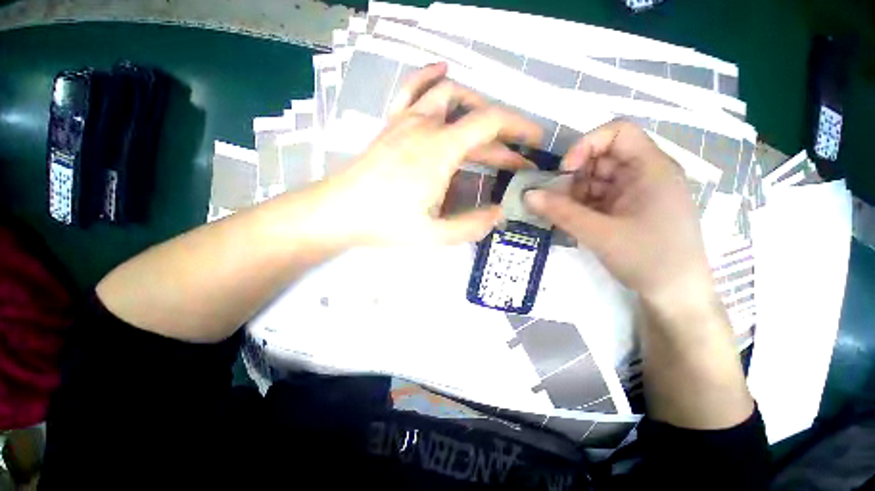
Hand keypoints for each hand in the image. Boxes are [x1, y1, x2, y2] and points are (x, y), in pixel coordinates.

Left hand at [301, 63, 541, 247]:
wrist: (339, 211)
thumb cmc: (384, 223)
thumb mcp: (433, 235)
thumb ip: (471, 226)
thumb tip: (498, 214)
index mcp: (440, 151)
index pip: (490, 123)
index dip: (519, 128)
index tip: (534, 142)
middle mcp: (426, 126)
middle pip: (475, 119)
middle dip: (502, 138)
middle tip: (515, 161)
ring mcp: (406, 121)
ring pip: (449, 95)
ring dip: (478, 108)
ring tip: (492, 127)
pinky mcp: (392, 124)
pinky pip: (412, 88)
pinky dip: (431, 76)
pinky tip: (443, 69)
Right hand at [524, 121, 715, 315]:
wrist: (675, 295)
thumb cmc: (648, 259)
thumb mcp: (599, 234)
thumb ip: (560, 212)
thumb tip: (527, 195)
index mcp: (651, 168)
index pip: (618, 132)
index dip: (587, 145)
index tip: (566, 171)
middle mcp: (645, 174)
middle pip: (602, 157)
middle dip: (574, 176)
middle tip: (555, 200)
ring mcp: (636, 193)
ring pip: (596, 179)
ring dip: (574, 194)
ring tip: (561, 215)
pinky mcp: (628, 209)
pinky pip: (598, 197)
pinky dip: (581, 206)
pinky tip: (571, 221)